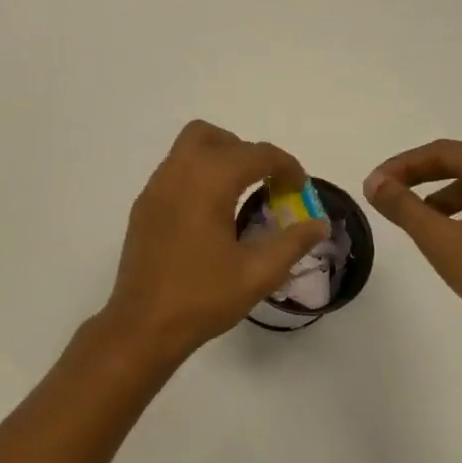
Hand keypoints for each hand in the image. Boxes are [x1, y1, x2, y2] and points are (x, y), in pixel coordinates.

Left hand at [98, 121, 330, 363]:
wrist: (143, 325)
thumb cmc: (202, 297)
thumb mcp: (258, 273)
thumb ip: (292, 243)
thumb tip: (319, 224)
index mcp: (208, 181)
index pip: (256, 154)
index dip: (285, 166)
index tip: (300, 189)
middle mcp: (178, 173)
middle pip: (214, 137)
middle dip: (245, 152)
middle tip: (265, 184)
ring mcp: (155, 188)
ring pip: (188, 149)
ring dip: (218, 160)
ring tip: (239, 197)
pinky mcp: (143, 206)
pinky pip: (174, 172)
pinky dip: (197, 177)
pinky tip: (209, 215)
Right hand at [364, 141, 461, 349]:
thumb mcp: (442, 241)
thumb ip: (403, 206)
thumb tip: (373, 183)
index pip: (443, 153)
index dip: (402, 166)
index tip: (373, 184)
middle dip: (421, 179)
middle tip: (387, 195)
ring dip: (444, 197)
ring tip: (417, 220)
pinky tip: (453, 232)